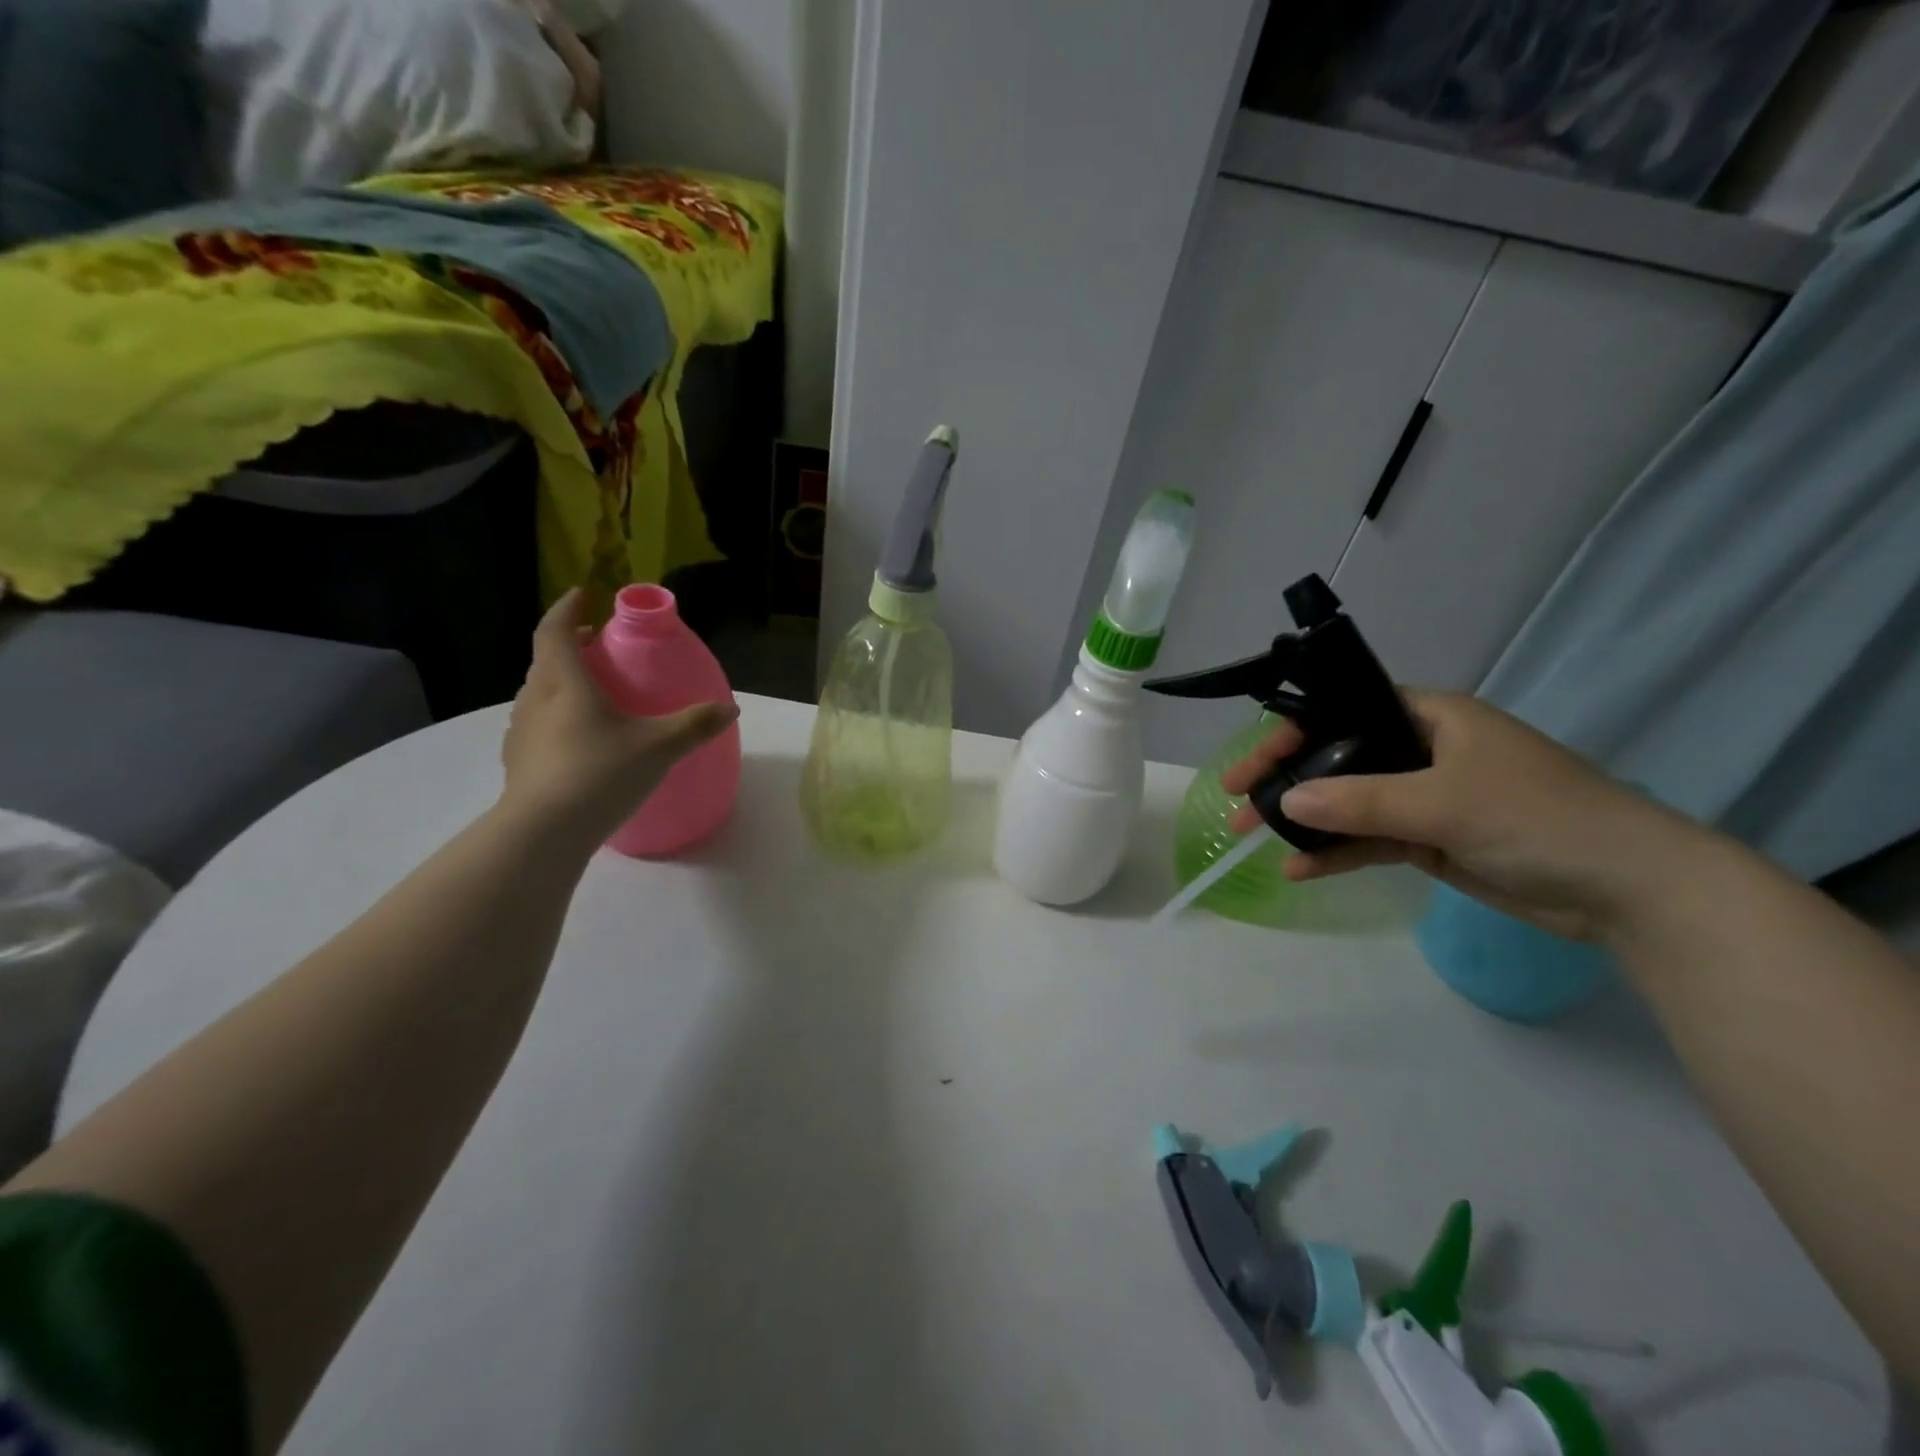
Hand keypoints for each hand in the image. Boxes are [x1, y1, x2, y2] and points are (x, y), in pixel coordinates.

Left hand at [499, 590, 736, 845]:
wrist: (542, 833)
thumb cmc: (599, 774)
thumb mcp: (659, 747)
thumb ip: (695, 725)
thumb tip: (729, 708)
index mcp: (565, 683)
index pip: (555, 631)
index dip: (568, 609)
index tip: (584, 595)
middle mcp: (535, 700)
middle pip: (547, 661)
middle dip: (571, 647)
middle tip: (600, 649)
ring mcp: (521, 733)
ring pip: (540, 694)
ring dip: (562, 684)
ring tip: (594, 697)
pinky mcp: (518, 763)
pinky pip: (538, 727)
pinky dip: (558, 719)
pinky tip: (581, 744)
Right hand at [1221, 691, 1707, 943]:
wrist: (1629, 890)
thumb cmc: (1541, 818)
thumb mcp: (1445, 802)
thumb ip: (1360, 801)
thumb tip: (1285, 801)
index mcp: (1430, 717)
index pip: (1343, 712)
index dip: (1291, 733)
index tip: (1250, 767)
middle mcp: (1422, 750)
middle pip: (1338, 758)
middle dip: (1287, 782)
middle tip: (1237, 805)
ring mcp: (1426, 797)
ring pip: (1349, 803)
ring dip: (1304, 822)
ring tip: (1252, 840)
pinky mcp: (1431, 839)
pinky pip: (1370, 840)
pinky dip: (1336, 853)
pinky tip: (1299, 870)